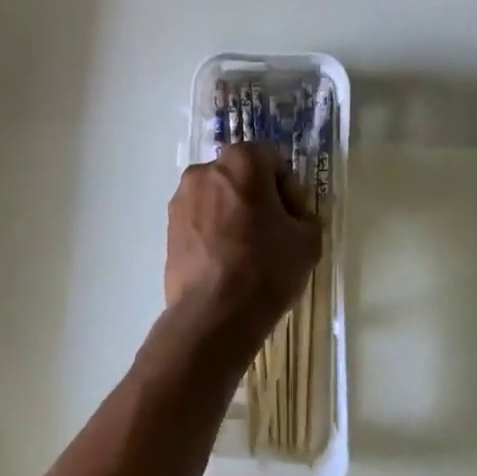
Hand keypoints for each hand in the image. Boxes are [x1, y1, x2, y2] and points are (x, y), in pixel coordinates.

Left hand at [165, 144, 321, 347]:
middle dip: (260, 198)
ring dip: (235, 214)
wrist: (213, 315)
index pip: (274, 161)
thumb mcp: (308, 241)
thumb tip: (294, 219)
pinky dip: (215, 232)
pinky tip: (227, 262)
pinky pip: (201, 220)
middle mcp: (206, 169)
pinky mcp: (168, 227)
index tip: (295, 220)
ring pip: (219, 198)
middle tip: (275, 233)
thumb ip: (305, 217)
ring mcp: (182, 198)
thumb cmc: (265, 268)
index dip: (290, 190)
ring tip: (249, 251)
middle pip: (243, 176)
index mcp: (242, 161)